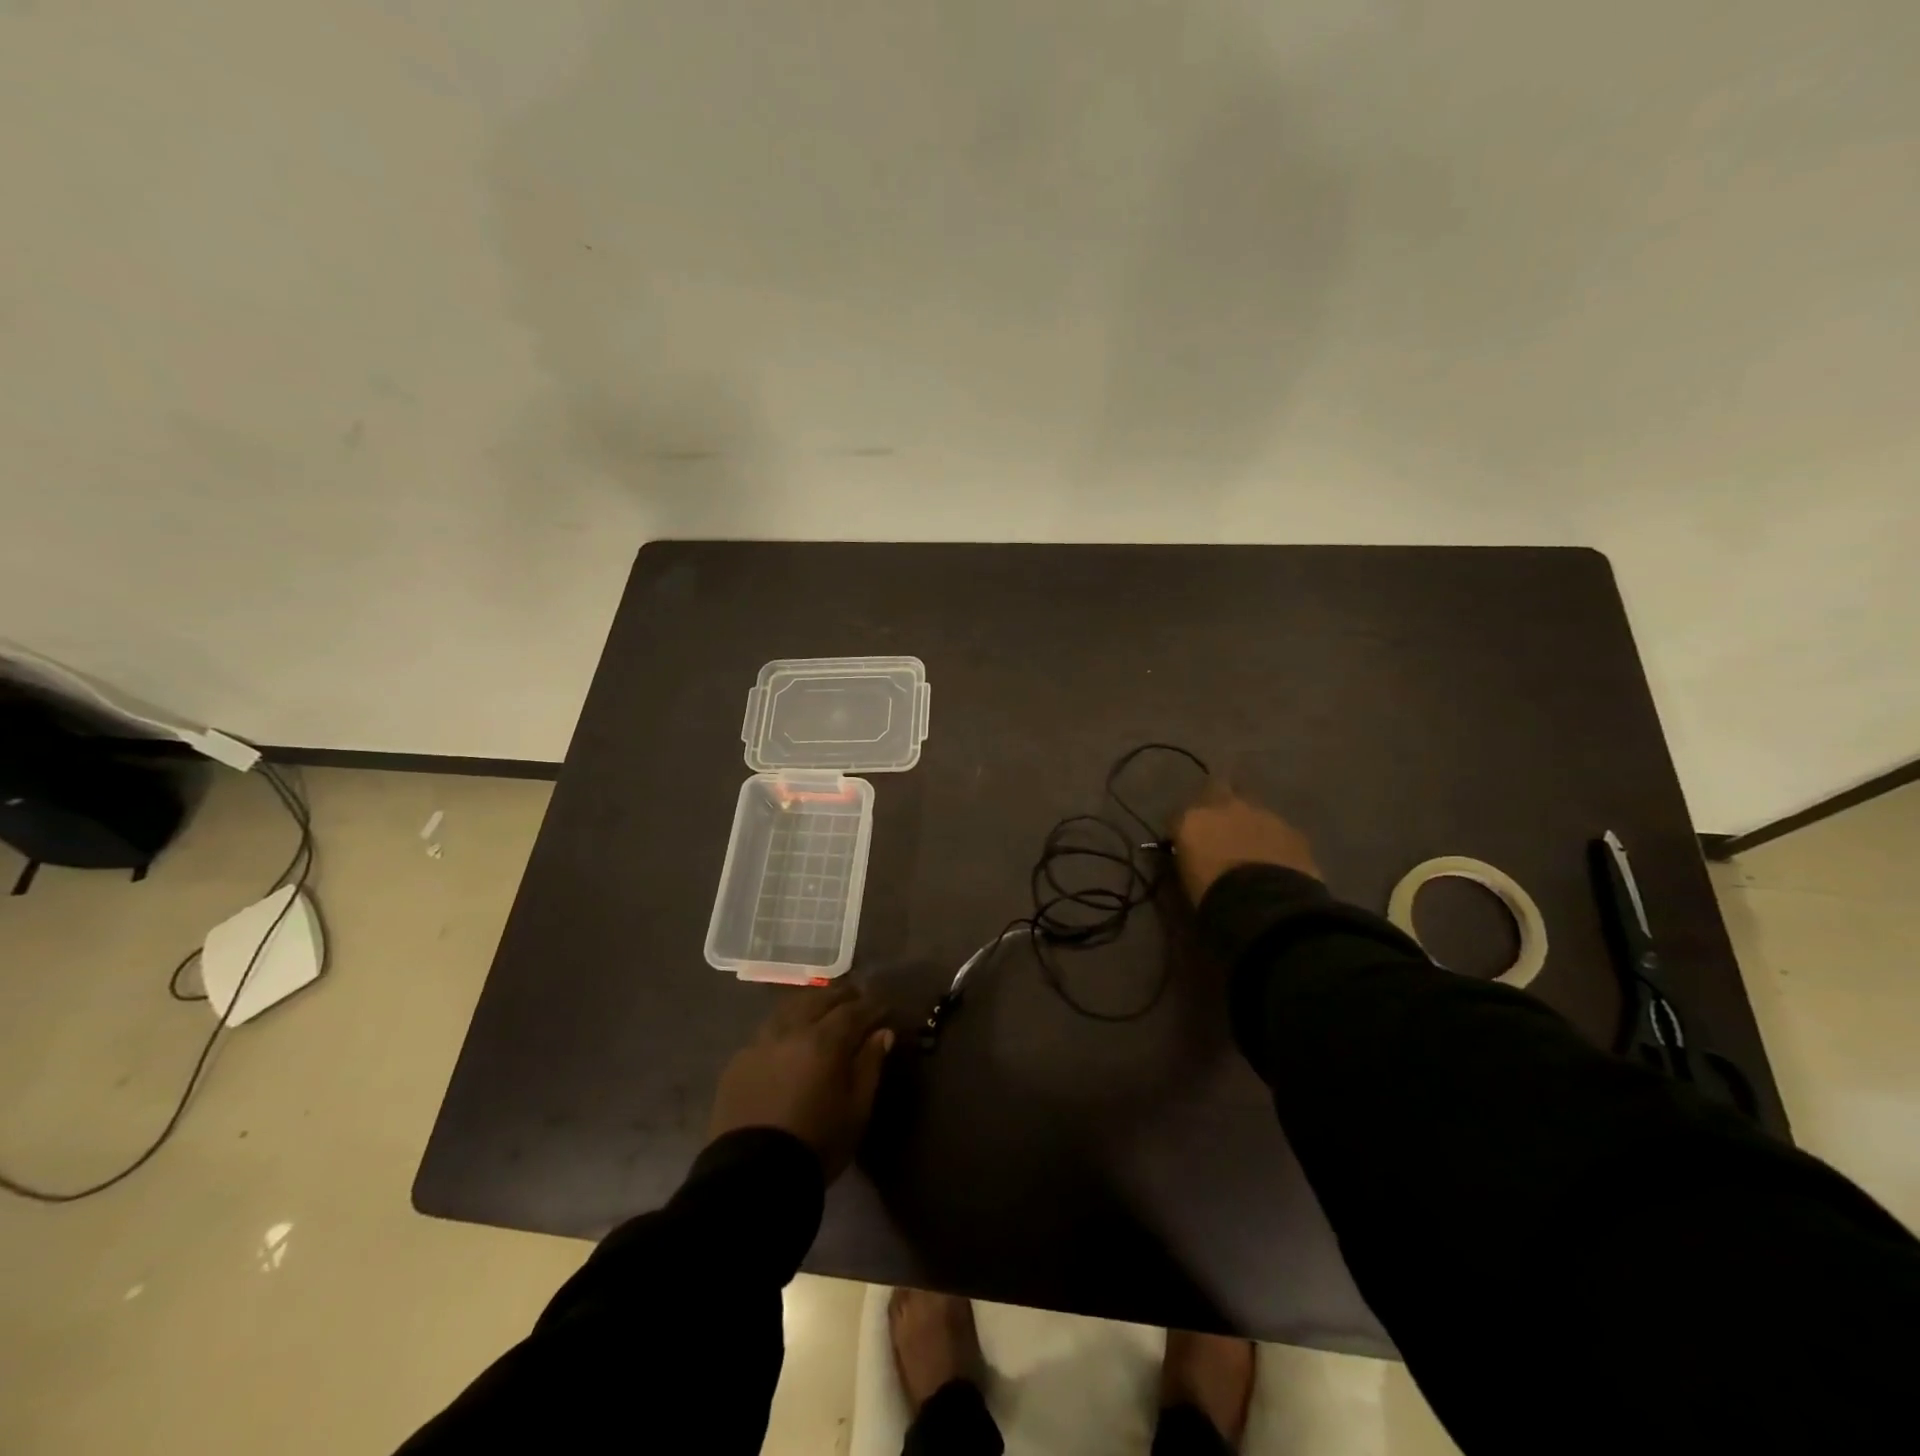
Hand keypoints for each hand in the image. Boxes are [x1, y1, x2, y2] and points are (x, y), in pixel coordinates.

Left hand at [708, 982, 894, 1179]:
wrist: (752, 1177)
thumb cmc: (817, 1144)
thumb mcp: (857, 1109)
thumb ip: (870, 1065)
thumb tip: (882, 1033)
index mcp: (824, 1041)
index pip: (853, 1010)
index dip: (871, 1006)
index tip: (884, 1008)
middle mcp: (791, 1030)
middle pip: (819, 999)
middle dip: (841, 996)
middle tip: (856, 998)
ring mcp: (760, 1043)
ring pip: (789, 1007)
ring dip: (810, 1002)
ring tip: (822, 1008)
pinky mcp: (738, 1061)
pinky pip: (766, 1030)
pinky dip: (784, 1024)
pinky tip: (789, 1035)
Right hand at [1171, 780, 1320, 904]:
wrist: (1266, 906)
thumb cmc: (1214, 896)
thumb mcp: (1187, 877)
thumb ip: (1188, 857)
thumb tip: (1193, 854)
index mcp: (1191, 819)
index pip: (1178, 816)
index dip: (1184, 830)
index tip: (1186, 844)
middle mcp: (1224, 806)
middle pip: (1217, 788)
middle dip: (1218, 802)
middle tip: (1220, 826)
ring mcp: (1261, 813)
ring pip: (1251, 807)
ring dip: (1248, 821)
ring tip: (1251, 845)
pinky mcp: (1291, 829)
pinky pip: (1277, 828)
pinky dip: (1273, 838)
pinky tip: (1275, 858)